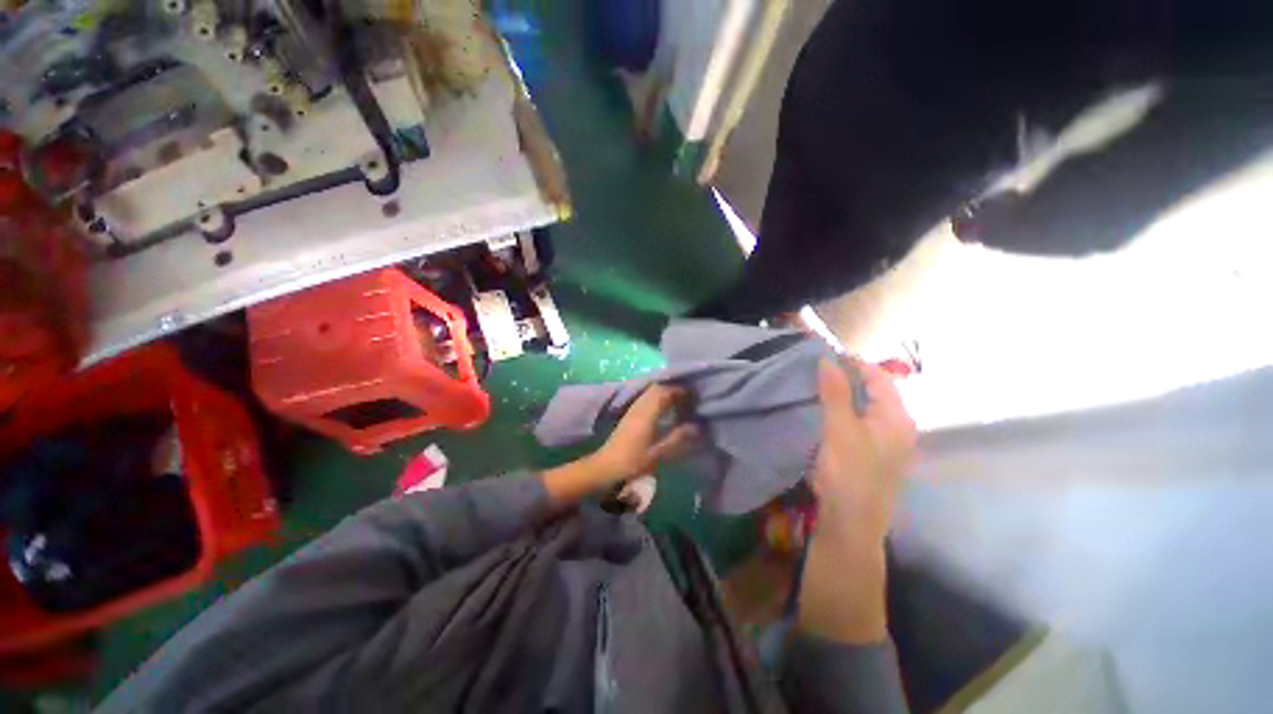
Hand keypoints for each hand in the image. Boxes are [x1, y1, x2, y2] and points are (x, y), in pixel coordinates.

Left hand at [590, 384, 698, 485]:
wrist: (605, 467)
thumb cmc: (632, 462)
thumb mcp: (657, 454)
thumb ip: (677, 439)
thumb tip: (696, 426)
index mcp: (646, 413)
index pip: (663, 392)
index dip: (679, 391)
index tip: (693, 397)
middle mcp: (638, 407)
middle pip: (656, 388)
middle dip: (672, 389)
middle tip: (687, 399)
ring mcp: (632, 410)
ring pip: (650, 393)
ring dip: (664, 393)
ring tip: (678, 403)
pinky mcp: (629, 415)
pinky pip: (645, 399)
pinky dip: (657, 399)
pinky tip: (664, 411)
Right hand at [811, 358, 915, 546]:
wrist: (851, 524)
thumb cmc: (849, 473)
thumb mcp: (839, 429)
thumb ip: (835, 393)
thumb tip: (828, 359)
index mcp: (897, 417)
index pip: (879, 377)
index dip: (854, 363)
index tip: (825, 354)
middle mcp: (898, 426)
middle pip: (875, 391)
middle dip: (848, 377)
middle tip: (818, 370)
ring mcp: (888, 441)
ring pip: (866, 406)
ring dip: (845, 394)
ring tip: (818, 386)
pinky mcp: (874, 453)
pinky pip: (861, 421)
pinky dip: (845, 410)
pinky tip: (826, 412)